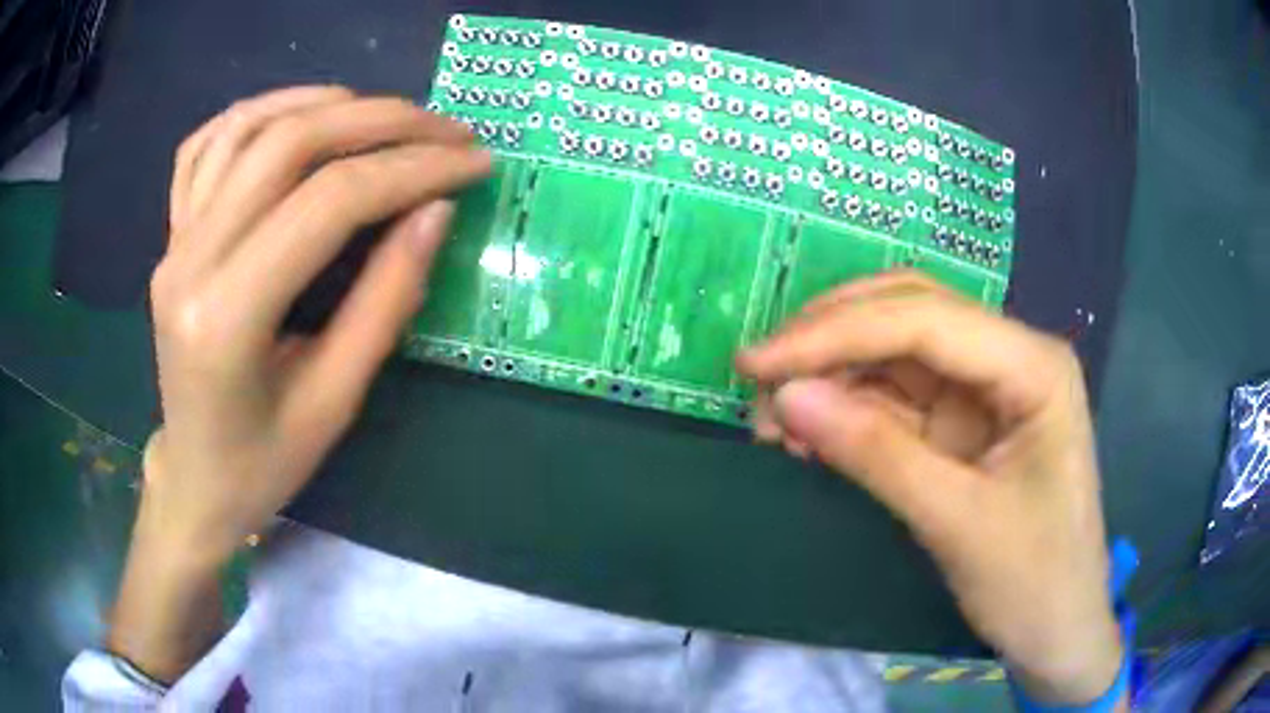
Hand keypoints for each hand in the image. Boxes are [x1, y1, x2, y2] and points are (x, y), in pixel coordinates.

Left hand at [108, 86, 490, 680]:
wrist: (193, 478)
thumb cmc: (264, 463)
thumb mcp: (336, 402)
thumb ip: (385, 301)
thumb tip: (436, 211)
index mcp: (226, 318)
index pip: (328, 203)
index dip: (412, 169)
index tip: (474, 163)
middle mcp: (189, 261)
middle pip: (288, 144)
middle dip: (380, 122)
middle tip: (445, 128)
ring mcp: (173, 241)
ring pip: (246, 127)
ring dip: (322, 103)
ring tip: (381, 113)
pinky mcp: (170, 235)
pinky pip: (205, 145)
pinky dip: (257, 112)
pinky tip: (298, 114)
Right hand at [738, 272, 1122, 705]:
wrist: (1060, 633)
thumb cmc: (1033, 582)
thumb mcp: (957, 522)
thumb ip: (876, 455)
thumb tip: (786, 397)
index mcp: (1033, 365)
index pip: (924, 320)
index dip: (835, 332)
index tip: (757, 362)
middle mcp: (1010, 358)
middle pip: (909, 314)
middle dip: (830, 338)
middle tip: (757, 377)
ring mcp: (985, 390)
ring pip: (895, 352)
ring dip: (831, 375)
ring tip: (773, 417)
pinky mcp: (963, 425)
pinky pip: (895, 399)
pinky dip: (847, 410)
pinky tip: (810, 432)